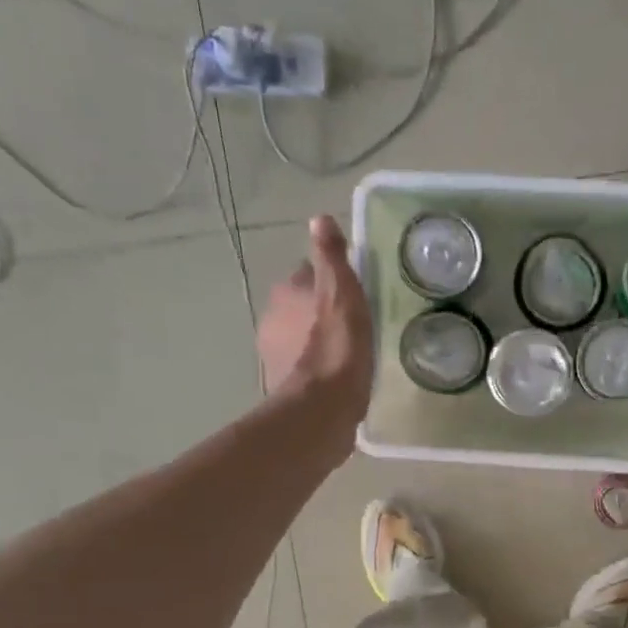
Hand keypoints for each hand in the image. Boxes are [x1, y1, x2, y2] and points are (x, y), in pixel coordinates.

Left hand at [258, 216, 374, 444]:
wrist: (321, 409)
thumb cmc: (337, 348)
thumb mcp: (342, 294)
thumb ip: (331, 257)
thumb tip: (320, 218)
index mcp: (287, 292)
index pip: (309, 275)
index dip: (332, 283)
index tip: (354, 296)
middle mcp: (272, 318)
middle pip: (302, 306)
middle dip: (322, 312)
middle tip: (355, 325)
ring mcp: (273, 353)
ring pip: (300, 336)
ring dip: (318, 340)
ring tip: (349, 353)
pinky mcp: (282, 384)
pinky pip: (302, 366)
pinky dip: (316, 367)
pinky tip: (338, 378)